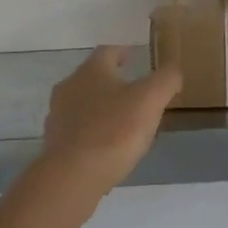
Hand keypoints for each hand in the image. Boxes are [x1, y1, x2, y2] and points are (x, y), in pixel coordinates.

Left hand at [39, 46, 182, 194]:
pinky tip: (107, 145)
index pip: (108, 51)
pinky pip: (78, 130)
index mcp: (91, 71)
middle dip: (112, 81)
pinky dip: (92, 131)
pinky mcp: (55, 144)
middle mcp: (69, 87)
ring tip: (123, 120)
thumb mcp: (151, 99)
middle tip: (134, 90)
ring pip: (83, 104)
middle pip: (92, 77)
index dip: (123, 52)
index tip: (134, 56)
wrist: (73, 176)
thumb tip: (172, 71)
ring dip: (101, 107)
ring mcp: (58, 117)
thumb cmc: (114, 130)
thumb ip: (166, 80)